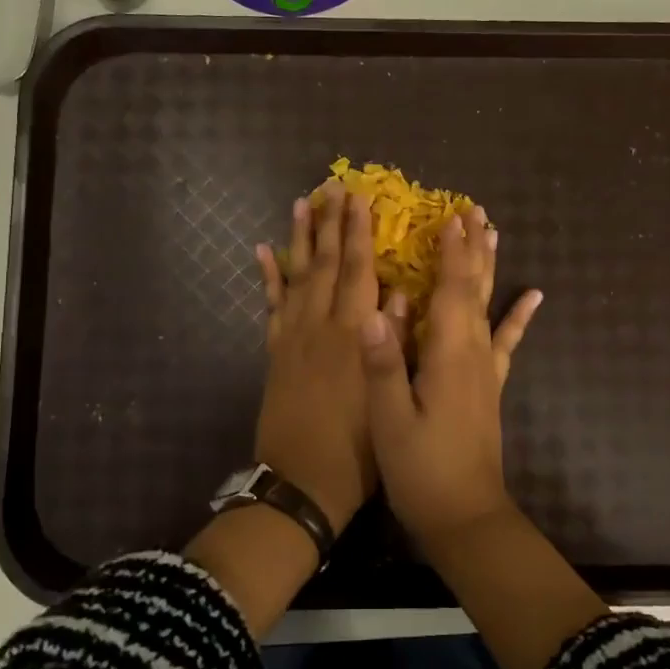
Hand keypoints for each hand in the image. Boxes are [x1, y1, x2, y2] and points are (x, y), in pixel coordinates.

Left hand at [253, 183, 400, 534]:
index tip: (360, 199)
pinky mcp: (275, 351)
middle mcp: (321, 326)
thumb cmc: (359, 446)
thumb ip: (396, 344)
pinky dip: (268, 277)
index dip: (359, 233)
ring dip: (300, 238)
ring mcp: (293, 336)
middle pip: (326, 263)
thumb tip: (404, 295)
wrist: (302, 482)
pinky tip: (265, 252)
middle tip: (332, 186)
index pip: (359, 271)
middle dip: (331, 223)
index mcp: (354, 334)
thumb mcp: (388, 397)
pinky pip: (270, 306)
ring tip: (301, 203)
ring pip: (297, 276)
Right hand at [360, 204, 542, 544]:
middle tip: (473, 210)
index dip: (450, 252)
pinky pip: (507, 341)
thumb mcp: (390, 422)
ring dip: (490, 267)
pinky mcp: (490, 386)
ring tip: (493, 234)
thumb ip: (384, 366)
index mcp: (448, 356)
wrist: (465, 516)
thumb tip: (374, 311)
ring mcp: (485, 369)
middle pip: (474, 288)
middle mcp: (472, 352)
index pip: (450, 291)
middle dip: (472, 248)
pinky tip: (533, 296)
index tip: (449, 216)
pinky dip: (519, 316)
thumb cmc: (421, 470)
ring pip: (489, 305)